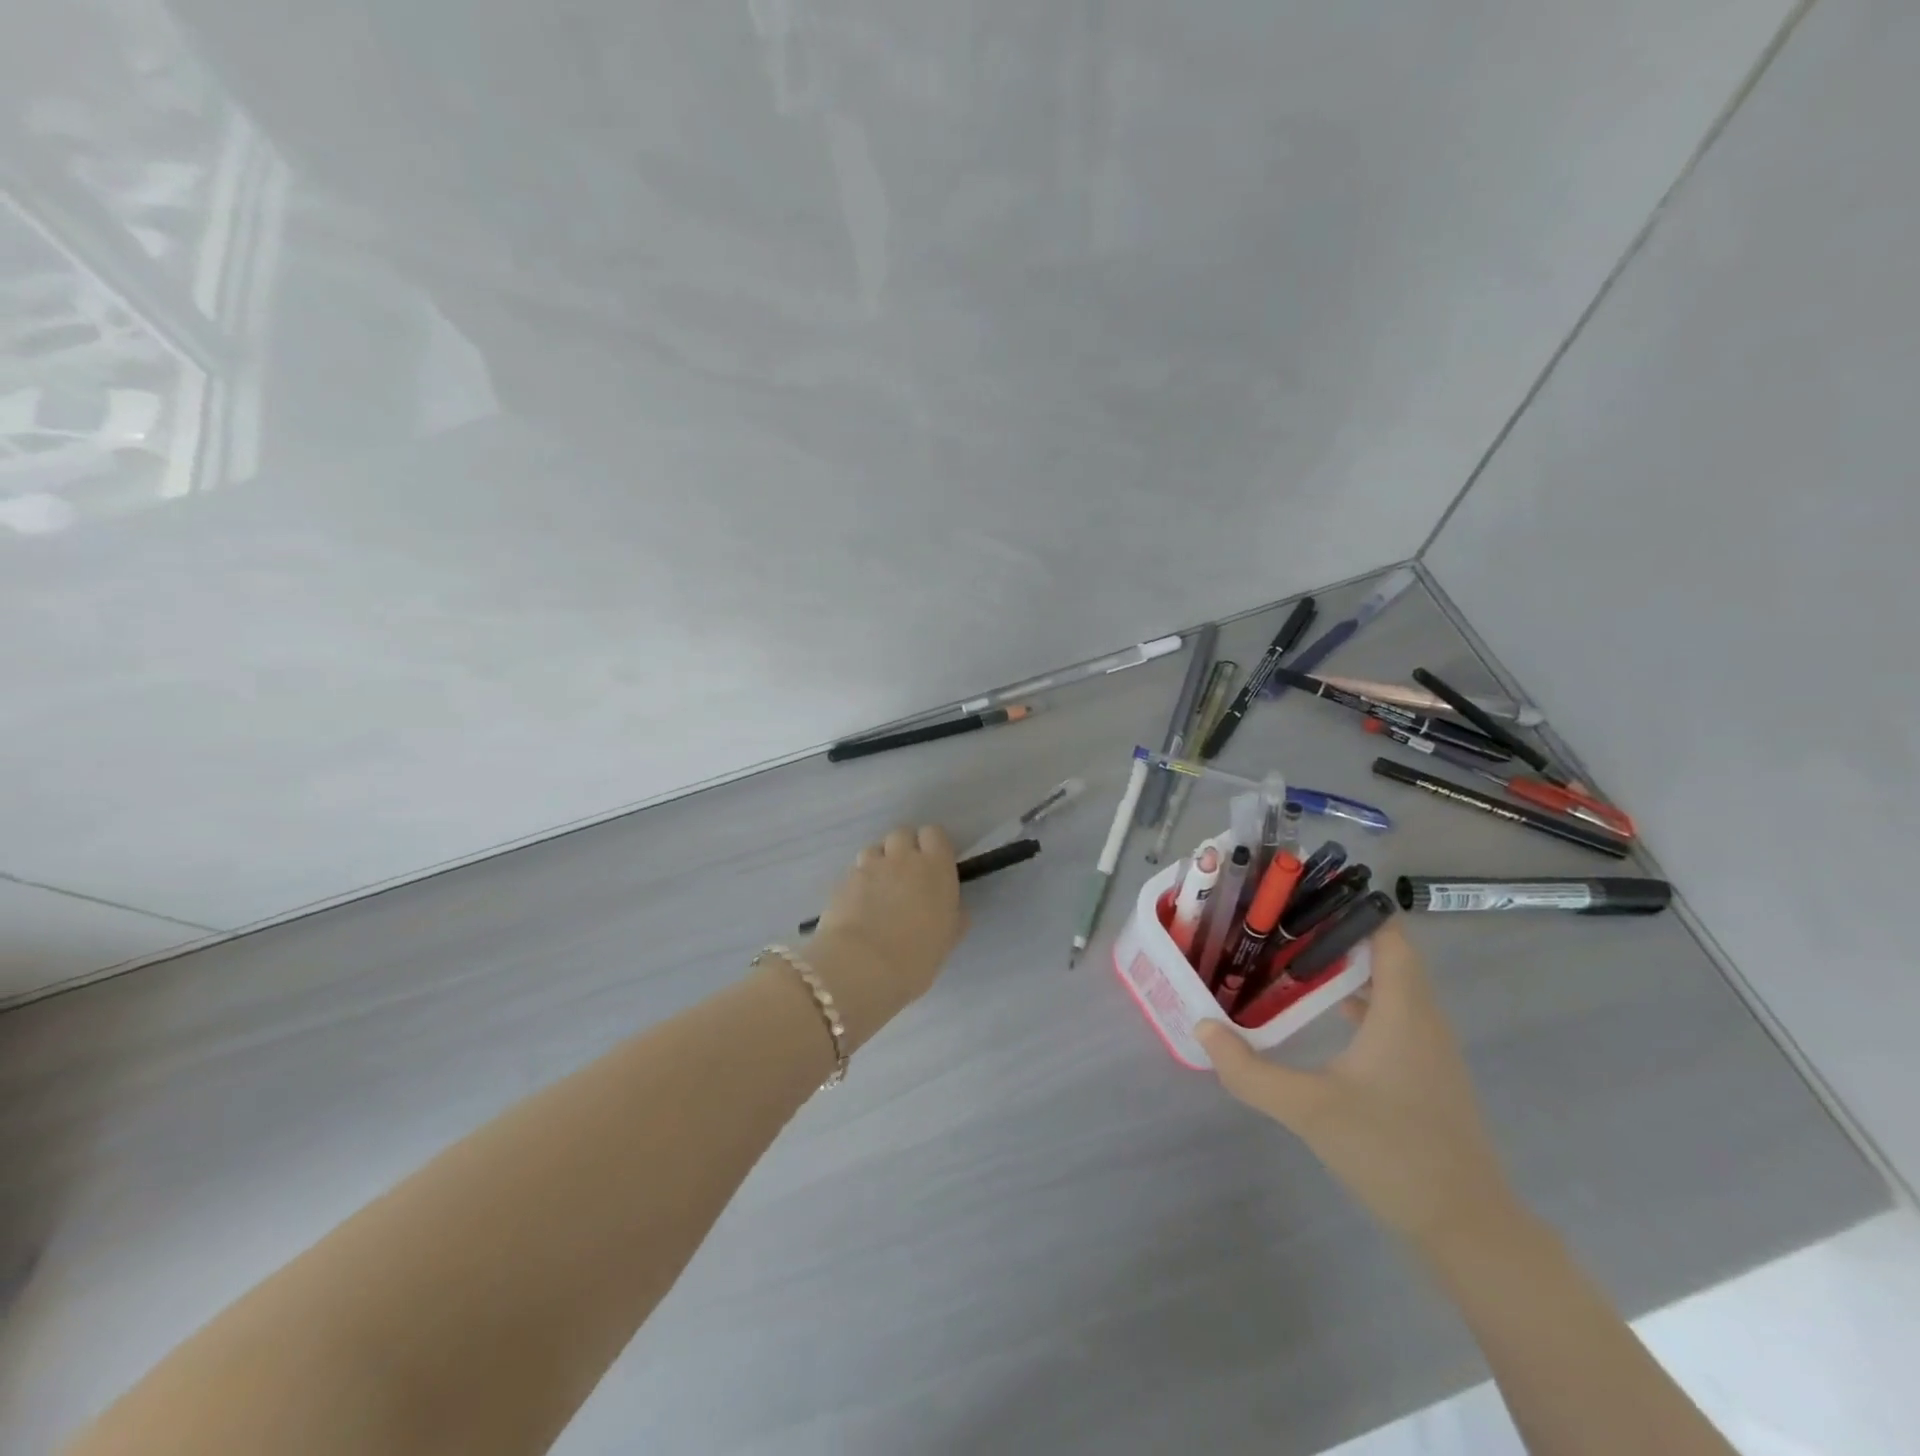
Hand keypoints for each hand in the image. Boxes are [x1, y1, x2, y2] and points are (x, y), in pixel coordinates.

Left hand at [808, 826, 966, 1044]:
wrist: (862, 966)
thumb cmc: (916, 957)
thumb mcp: (947, 940)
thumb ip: (954, 917)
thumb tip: (957, 910)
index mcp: (935, 867)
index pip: (934, 833)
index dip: (932, 846)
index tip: (932, 865)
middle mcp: (902, 857)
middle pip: (902, 834)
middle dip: (903, 848)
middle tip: (905, 876)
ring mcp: (869, 866)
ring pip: (874, 849)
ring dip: (878, 862)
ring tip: (878, 889)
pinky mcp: (843, 880)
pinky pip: (854, 871)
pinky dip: (858, 882)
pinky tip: (858, 905)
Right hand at [1195, 923, 1518, 1253]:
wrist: (1467, 1229)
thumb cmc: (1393, 1153)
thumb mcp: (1309, 1110)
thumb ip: (1249, 1070)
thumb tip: (1202, 1026)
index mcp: (1403, 1012)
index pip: (1389, 935)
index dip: (1354, 905)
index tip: (1306, 891)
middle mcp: (1421, 1019)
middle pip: (1386, 954)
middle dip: (1336, 931)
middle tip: (1282, 920)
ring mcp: (1427, 1048)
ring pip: (1388, 986)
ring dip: (1346, 966)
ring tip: (1291, 955)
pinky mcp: (1423, 1073)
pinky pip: (1390, 1015)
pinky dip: (1356, 1000)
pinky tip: (1318, 1013)